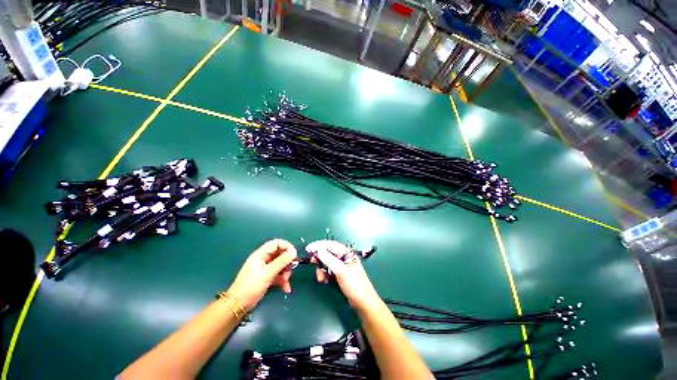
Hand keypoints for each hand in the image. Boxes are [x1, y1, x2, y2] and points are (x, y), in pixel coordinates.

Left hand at [228, 239, 297, 310]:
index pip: (277, 243)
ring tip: (286, 281)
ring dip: (286, 273)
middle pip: (280, 254)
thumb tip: (294, 252)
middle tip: (291, 269)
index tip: (294, 254)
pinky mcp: (267, 278)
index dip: (287, 246)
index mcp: (261, 254)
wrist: (238, 306)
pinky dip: (283, 281)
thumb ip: (281, 261)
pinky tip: (286, 288)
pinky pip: (279, 275)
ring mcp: (265, 269)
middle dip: (287, 262)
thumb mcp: (267, 273)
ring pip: (281, 265)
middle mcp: (264, 259)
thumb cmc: (250, 286)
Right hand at [312, 241, 381, 312]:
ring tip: (320, 278)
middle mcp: (344, 257)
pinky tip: (324, 280)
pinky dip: (325, 274)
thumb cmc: (355, 285)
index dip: (319, 245)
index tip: (308, 248)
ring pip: (327, 263)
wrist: (364, 303)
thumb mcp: (341, 271)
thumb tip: (318, 250)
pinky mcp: (340, 274)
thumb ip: (329, 260)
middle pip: (328, 253)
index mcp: (347, 253)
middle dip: (320, 258)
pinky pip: (329, 270)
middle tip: (312, 263)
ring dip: (321, 268)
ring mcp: (343, 266)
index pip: (331, 245)